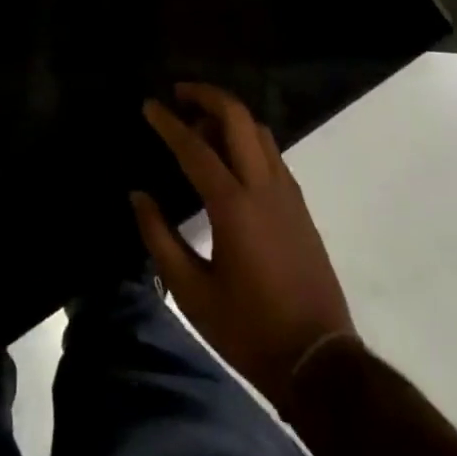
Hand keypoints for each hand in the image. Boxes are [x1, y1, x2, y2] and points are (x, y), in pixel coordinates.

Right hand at [133, 84, 355, 416]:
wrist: (318, 361)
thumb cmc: (249, 329)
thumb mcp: (193, 294)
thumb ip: (160, 239)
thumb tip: (138, 196)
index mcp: (234, 206)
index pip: (195, 147)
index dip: (168, 123)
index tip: (149, 105)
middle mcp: (263, 185)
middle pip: (237, 116)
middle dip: (206, 95)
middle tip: (178, 94)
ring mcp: (287, 190)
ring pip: (257, 129)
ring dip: (228, 114)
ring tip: (200, 124)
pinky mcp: (299, 202)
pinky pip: (270, 150)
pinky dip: (246, 136)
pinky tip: (229, 156)